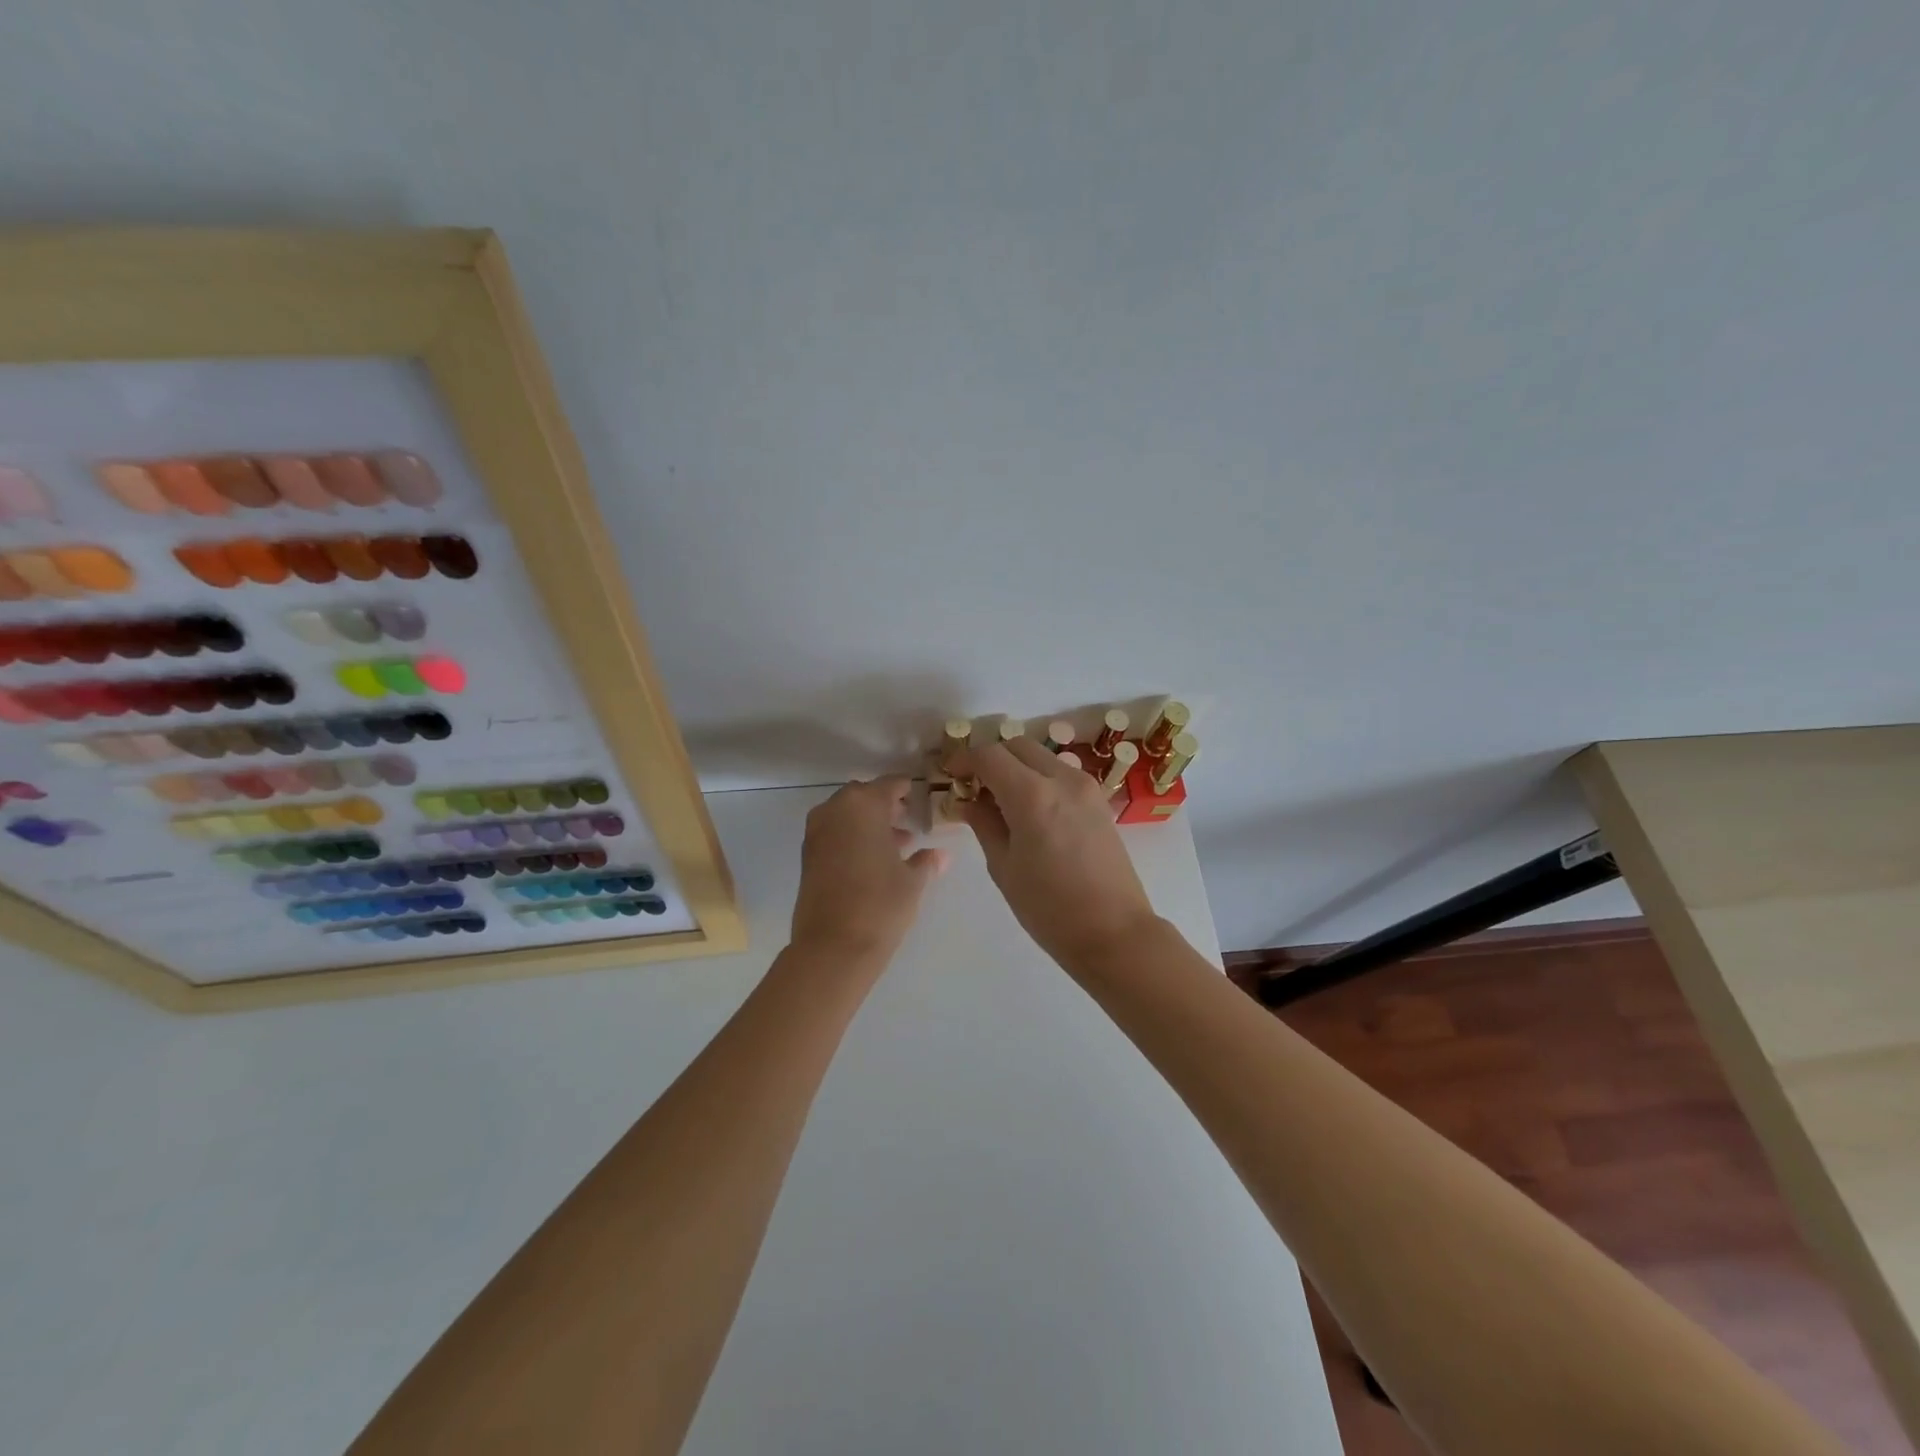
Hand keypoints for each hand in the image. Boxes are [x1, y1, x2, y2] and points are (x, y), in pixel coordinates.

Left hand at [790, 776, 947, 967]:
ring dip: (868, 823)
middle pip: (863, 796)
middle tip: (907, 821)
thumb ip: (926, 861)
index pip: (889, 785)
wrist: (833, 947)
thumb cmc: (880, 904)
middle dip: (885, 806)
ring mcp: (816, 832)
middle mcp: (835, 810)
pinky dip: (851, 837)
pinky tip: (872, 860)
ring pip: (846, 815)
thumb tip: (941, 855)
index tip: (920, 796)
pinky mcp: (807, 856)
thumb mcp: (913, 881)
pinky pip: (834, 833)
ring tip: (896, 844)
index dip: (906, 789)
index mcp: (863, 805)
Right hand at [947, 740, 1160, 970]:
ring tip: (1001, 800)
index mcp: (1032, 795)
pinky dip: (1039, 778)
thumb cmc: (1049, 908)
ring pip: (1042, 757)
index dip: (964, 759)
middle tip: (974, 786)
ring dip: (1017, 766)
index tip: (950, 774)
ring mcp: (1086, 787)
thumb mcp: (1004, 867)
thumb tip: (968, 801)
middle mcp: (1062, 779)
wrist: (1114, 932)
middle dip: (992, 758)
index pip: (989, 755)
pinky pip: (1061, 774)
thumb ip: (984, 824)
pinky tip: (1030, 810)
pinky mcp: (1100, 800)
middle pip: (1018, 745)